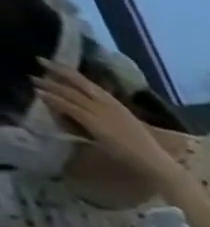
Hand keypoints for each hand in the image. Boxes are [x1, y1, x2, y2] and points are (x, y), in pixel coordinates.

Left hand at [34, 60, 182, 186]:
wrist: (157, 164)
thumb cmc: (151, 153)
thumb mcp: (133, 131)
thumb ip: (115, 120)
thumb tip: (99, 116)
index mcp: (122, 108)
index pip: (95, 86)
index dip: (76, 74)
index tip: (60, 65)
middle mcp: (111, 107)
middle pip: (81, 84)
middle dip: (60, 72)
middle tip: (42, 62)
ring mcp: (102, 114)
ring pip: (71, 93)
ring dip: (50, 84)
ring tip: (35, 79)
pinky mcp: (94, 122)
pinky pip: (68, 106)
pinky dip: (53, 98)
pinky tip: (41, 94)